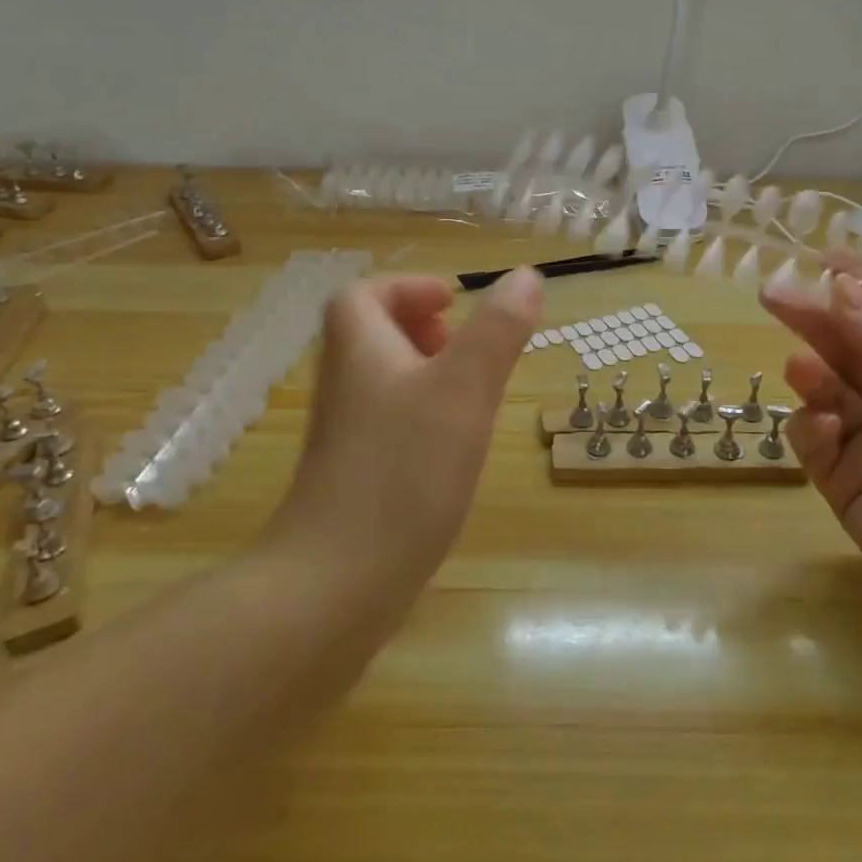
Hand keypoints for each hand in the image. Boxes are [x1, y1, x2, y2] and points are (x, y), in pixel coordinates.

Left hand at [269, 267, 542, 591]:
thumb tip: (525, 275)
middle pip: (371, 336)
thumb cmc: (404, 471)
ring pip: (383, 382)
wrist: (335, 586)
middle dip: (420, 330)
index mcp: (360, 352)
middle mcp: (344, 387)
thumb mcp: (464, 389)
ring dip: (426, 374)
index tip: (453, 303)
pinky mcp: (354, 478)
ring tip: (471, 394)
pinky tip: (455, 448)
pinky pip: (388, 424)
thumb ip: (498, 330)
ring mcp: (345, 436)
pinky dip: (422, 418)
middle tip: (464, 347)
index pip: (361, 296)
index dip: (406, 288)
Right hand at [760, 250, 861, 638]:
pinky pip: (815, 442)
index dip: (861, 287)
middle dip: (816, 319)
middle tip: (774, 294)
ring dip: (813, 374)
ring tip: (804, 369)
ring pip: (827, 391)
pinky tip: (825, 428)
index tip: (822, 258)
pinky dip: (812, 429)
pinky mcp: (844, 482)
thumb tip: (840, 287)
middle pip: (850, 348)